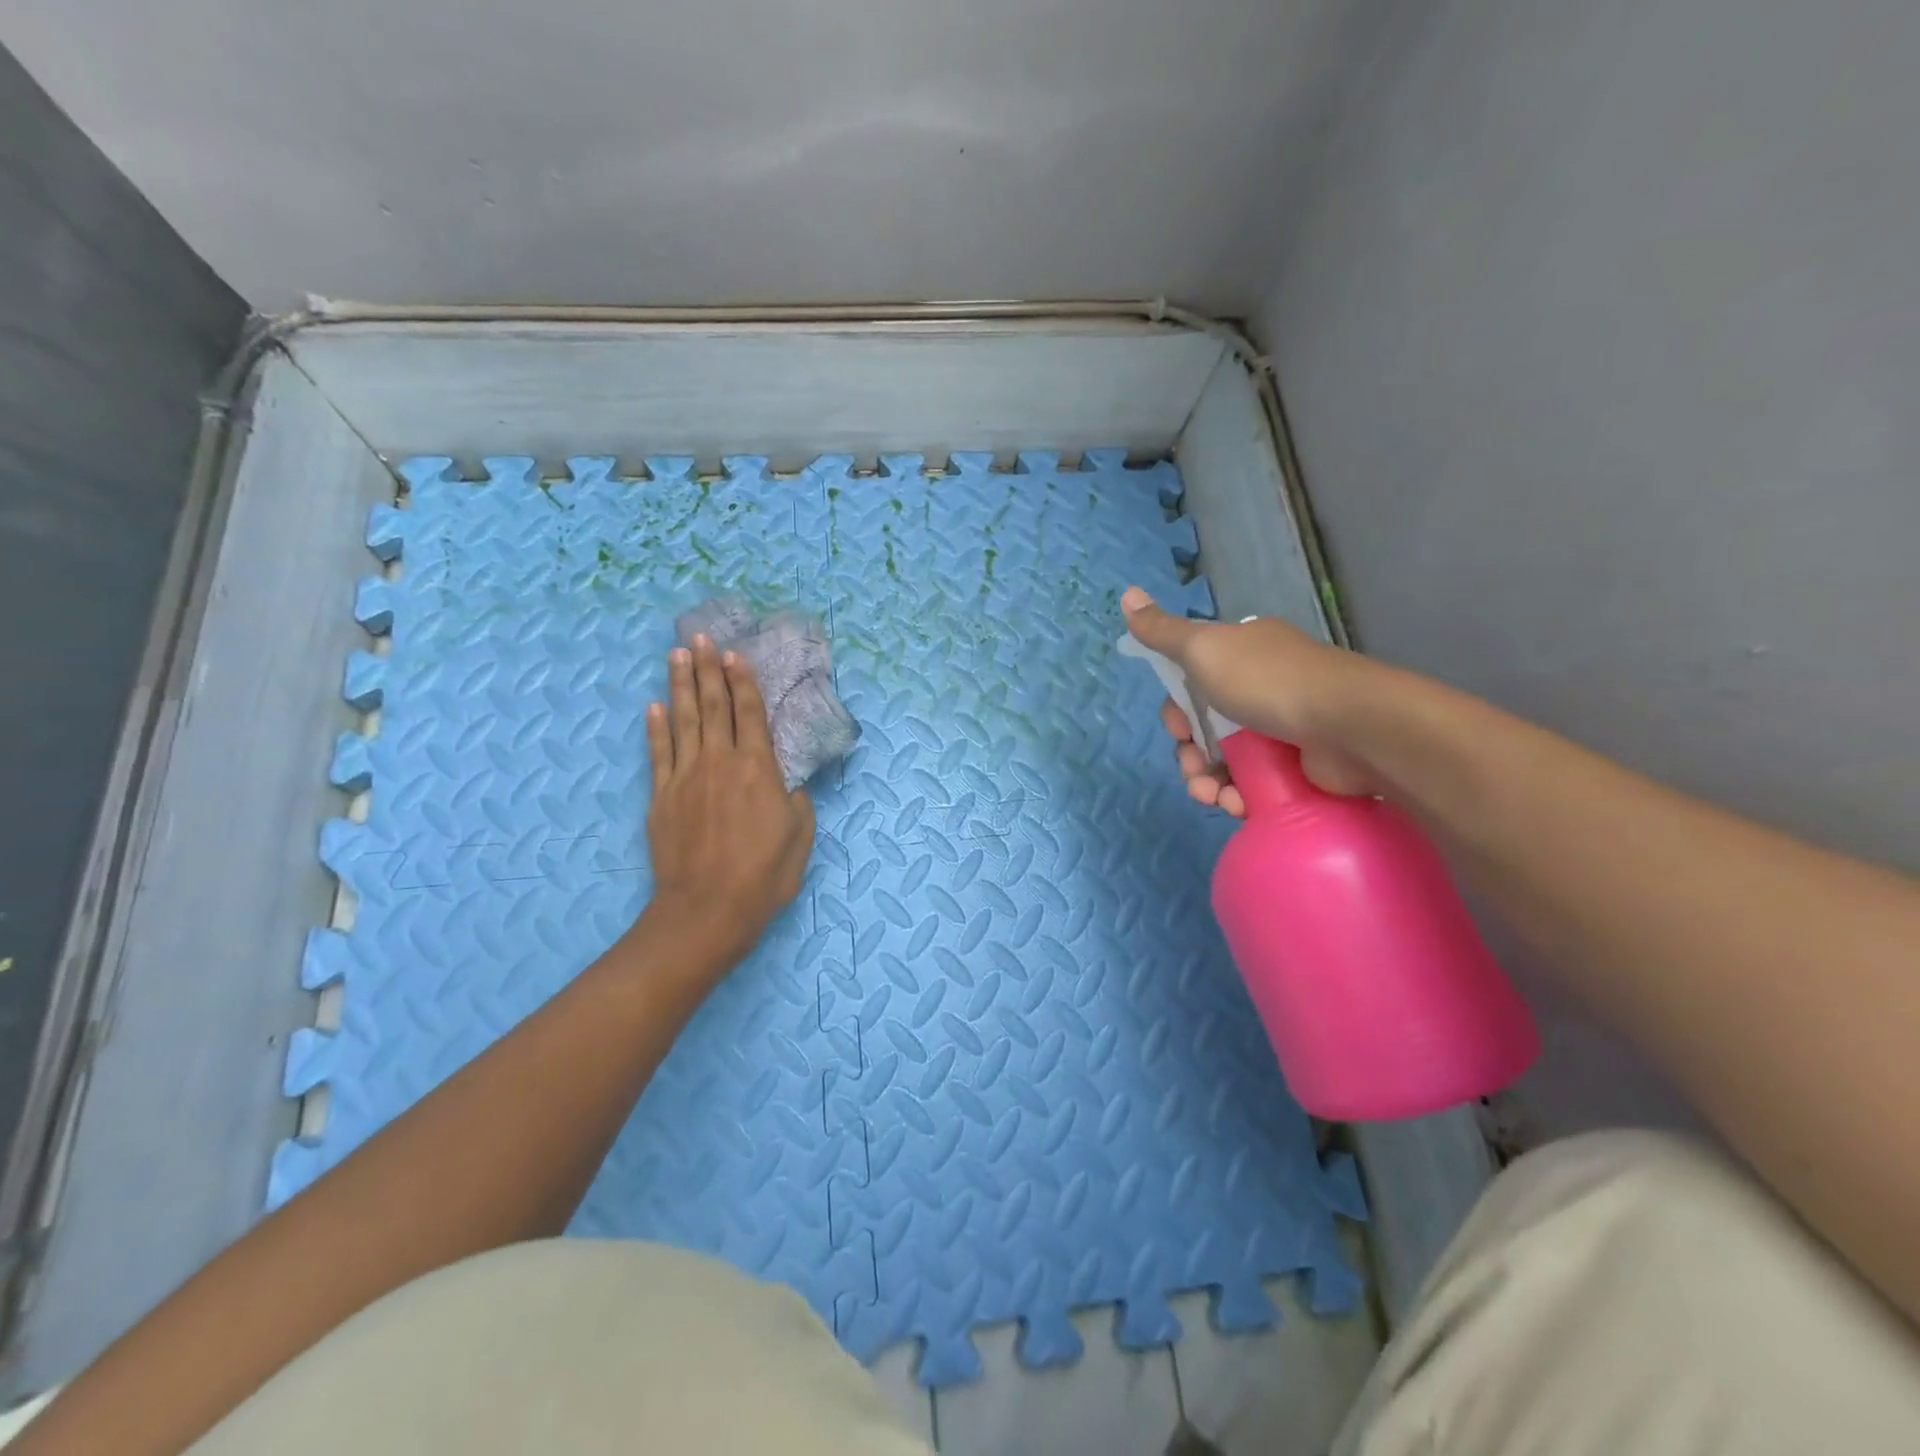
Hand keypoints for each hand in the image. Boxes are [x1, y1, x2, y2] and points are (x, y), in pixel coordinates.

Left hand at [638, 635, 815, 975]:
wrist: (707, 910)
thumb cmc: (764, 875)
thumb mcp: (800, 836)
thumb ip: (796, 800)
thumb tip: (787, 782)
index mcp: (758, 769)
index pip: (750, 714)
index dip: (742, 682)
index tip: (734, 654)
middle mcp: (720, 762)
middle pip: (713, 706)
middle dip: (708, 670)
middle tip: (700, 638)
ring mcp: (685, 777)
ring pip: (682, 721)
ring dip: (680, 685)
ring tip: (676, 655)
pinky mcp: (661, 797)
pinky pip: (658, 753)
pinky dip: (655, 728)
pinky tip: (653, 706)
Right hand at [1121, 586, 1379, 814]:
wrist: (1349, 726)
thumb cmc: (1268, 682)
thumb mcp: (1204, 649)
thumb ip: (1162, 631)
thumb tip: (1125, 594)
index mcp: (1240, 655)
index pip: (1192, 684)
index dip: (1176, 711)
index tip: (1177, 729)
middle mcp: (1261, 686)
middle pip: (1206, 726)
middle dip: (1189, 754)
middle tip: (1193, 770)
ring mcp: (1282, 726)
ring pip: (1227, 760)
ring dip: (1208, 782)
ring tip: (1214, 798)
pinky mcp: (1299, 765)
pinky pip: (1254, 783)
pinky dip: (1238, 796)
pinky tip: (1236, 805)